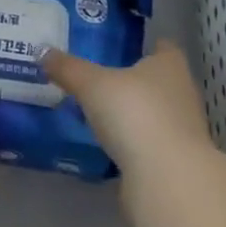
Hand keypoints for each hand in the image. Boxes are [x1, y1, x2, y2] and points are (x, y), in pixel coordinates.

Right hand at [43, 39, 214, 174]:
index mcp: (170, 66)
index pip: (163, 46)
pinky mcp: (174, 165)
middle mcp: (182, 94)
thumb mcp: (92, 84)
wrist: (168, 182)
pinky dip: (132, 143)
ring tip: (98, 110)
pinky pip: (149, 144)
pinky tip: (107, 144)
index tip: (120, 45)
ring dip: (133, 114)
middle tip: (99, 76)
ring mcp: (182, 132)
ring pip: (154, 114)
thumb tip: (43, 52)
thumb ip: (69, 68)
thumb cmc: (135, 114)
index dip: (144, 44)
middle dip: (133, 79)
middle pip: (158, 81)